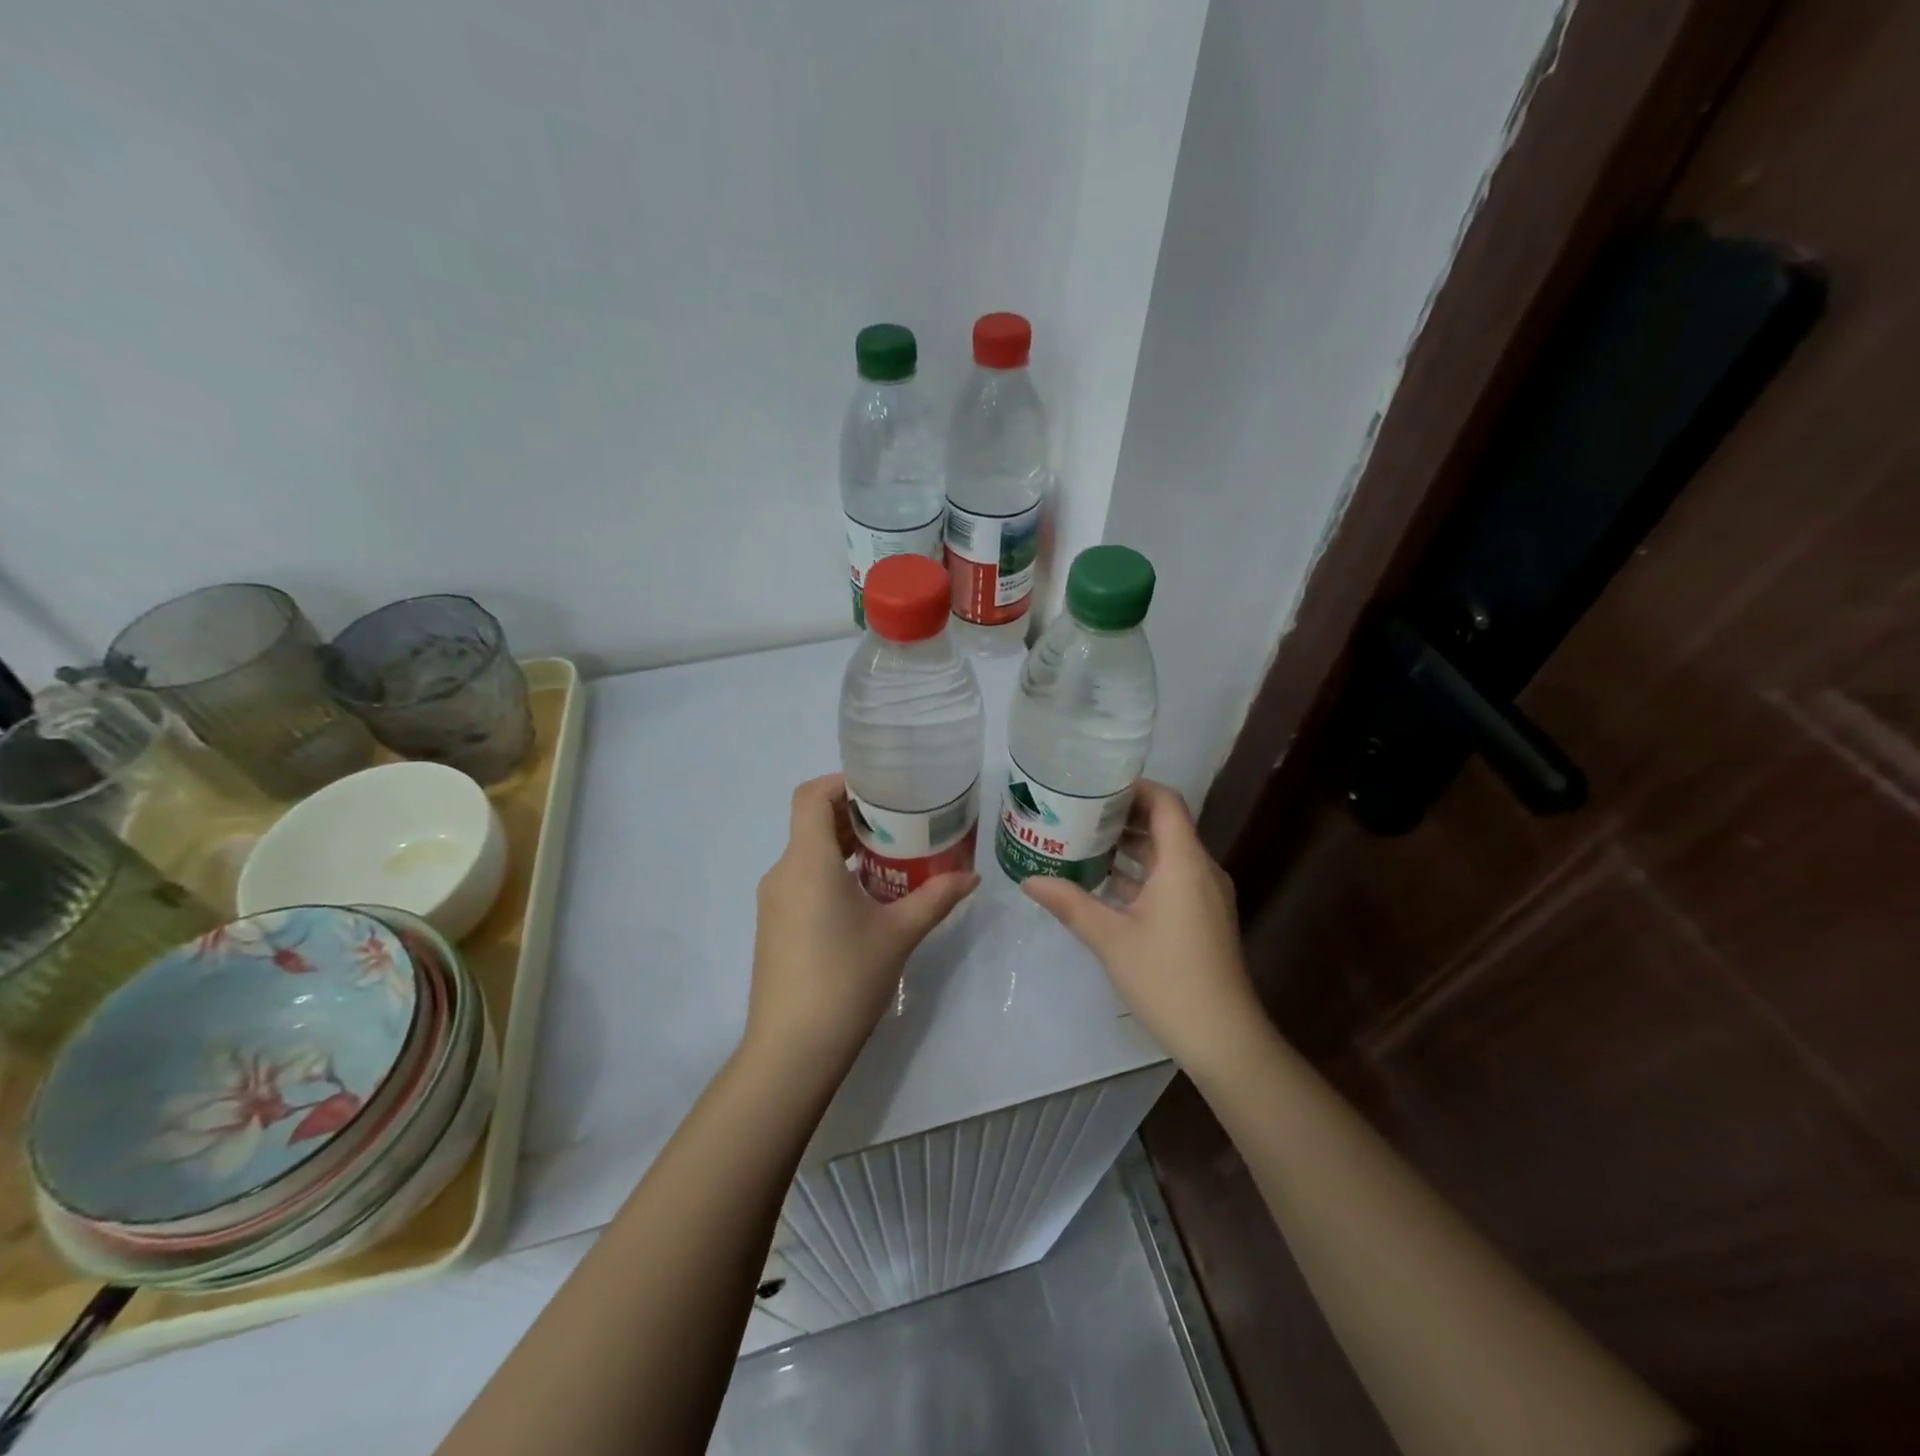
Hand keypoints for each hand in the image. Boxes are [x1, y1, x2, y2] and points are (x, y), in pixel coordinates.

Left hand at [744, 774, 978, 1080]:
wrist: (792, 1050)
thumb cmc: (846, 979)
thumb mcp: (899, 933)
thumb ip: (936, 898)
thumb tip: (972, 877)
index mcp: (807, 861)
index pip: (811, 795)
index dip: (843, 782)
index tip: (882, 790)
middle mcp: (783, 872)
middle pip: (812, 822)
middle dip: (855, 815)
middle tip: (902, 821)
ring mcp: (774, 901)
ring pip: (808, 853)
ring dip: (845, 846)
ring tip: (892, 856)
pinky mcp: (774, 926)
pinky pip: (803, 880)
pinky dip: (832, 873)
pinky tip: (867, 897)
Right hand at [1022, 780, 1264, 1073]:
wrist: (1223, 1037)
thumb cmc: (1167, 979)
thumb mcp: (1110, 938)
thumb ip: (1069, 903)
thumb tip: (1028, 879)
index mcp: (1184, 862)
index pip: (1165, 802)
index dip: (1134, 787)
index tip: (1095, 785)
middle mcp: (1201, 869)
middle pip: (1165, 825)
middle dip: (1123, 816)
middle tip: (1078, 812)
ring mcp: (1206, 895)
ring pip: (1167, 854)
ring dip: (1130, 846)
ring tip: (1084, 841)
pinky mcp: (1205, 917)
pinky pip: (1172, 878)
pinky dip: (1142, 873)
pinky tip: (1106, 884)